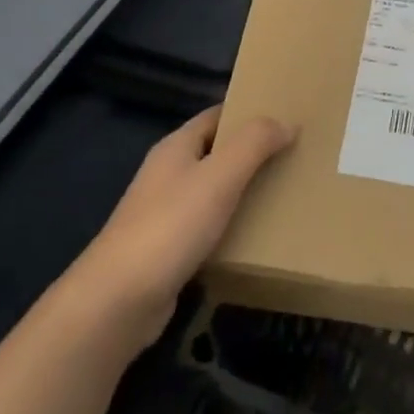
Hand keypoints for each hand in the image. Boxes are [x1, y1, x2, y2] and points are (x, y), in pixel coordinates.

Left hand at [73, 106, 295, 348]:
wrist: (118, 301)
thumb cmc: (171, 226)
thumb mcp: (220, 176)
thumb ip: (254, 144)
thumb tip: (287, 123)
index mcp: (176, 147)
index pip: (217, 115)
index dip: (249, 112)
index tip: (286, 116)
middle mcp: (168, 173)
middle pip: (216, 152)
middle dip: (252, 153)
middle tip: (295, 156)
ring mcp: (164, 213)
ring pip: (213, 191)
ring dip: (244, 191)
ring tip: (285, 193)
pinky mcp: (167, 251)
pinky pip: (208, 228)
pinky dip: (232, 226)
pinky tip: (257, 237)